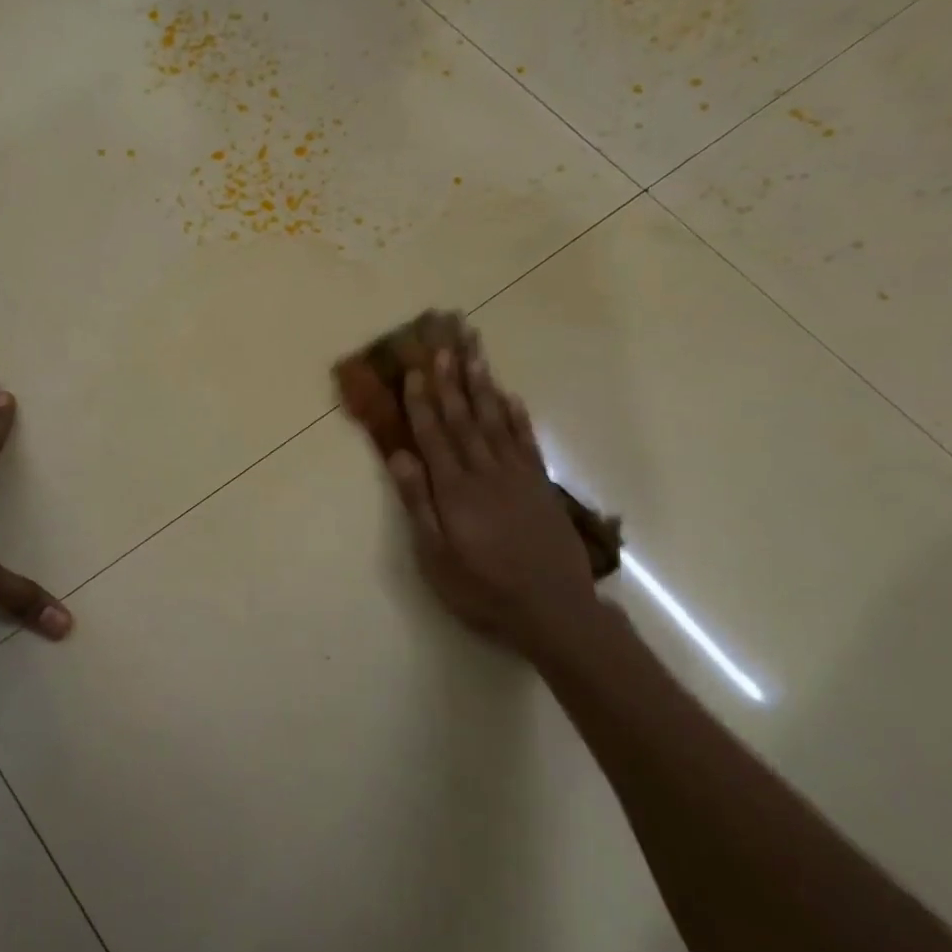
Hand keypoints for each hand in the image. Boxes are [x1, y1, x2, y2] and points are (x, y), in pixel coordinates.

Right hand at [387, 349, 600, 653]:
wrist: (551, 608)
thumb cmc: (482, 588)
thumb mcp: (436, 555)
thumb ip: (419, 502)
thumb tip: (399, 455)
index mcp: (455, 489)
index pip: (434, 434)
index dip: (422, 401)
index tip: (414, 368)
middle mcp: (485, 471)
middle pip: (464, 417)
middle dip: (450, 379)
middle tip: (444, 342)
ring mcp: (517, 474)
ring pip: (495, 419)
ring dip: (482, 385)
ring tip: (474, 352)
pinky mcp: (540, 484)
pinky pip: (526, 440)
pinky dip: (517, 415)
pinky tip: (510, 396)